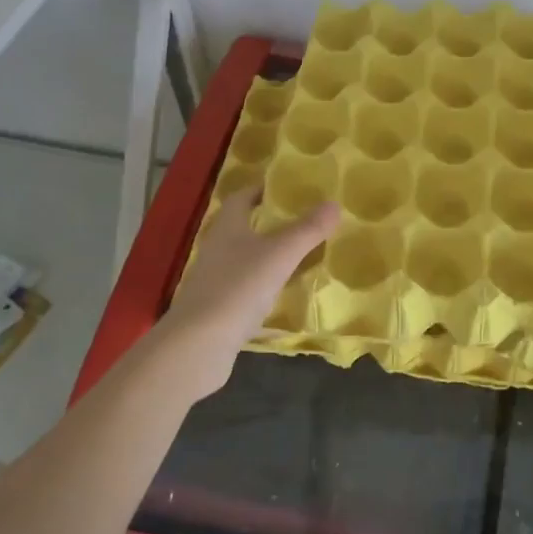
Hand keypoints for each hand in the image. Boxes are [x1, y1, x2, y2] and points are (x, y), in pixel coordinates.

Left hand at [151, 187, 338, 399]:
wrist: (199, 344)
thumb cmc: (238, 287)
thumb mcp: (280, 254)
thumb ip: (307, 230)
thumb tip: (333, 204)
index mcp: (227, 228)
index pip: (242, 198)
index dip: (261, 190)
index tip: (286, 189)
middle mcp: (217, 250)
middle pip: (243, 229)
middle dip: (270, 225)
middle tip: (303, 223)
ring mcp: (215, 282)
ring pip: (245, 262)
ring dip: (269, 259)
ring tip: (301, 258)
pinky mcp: (218, 311)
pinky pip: (246, 293)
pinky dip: (265, 291)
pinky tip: (286, 299)